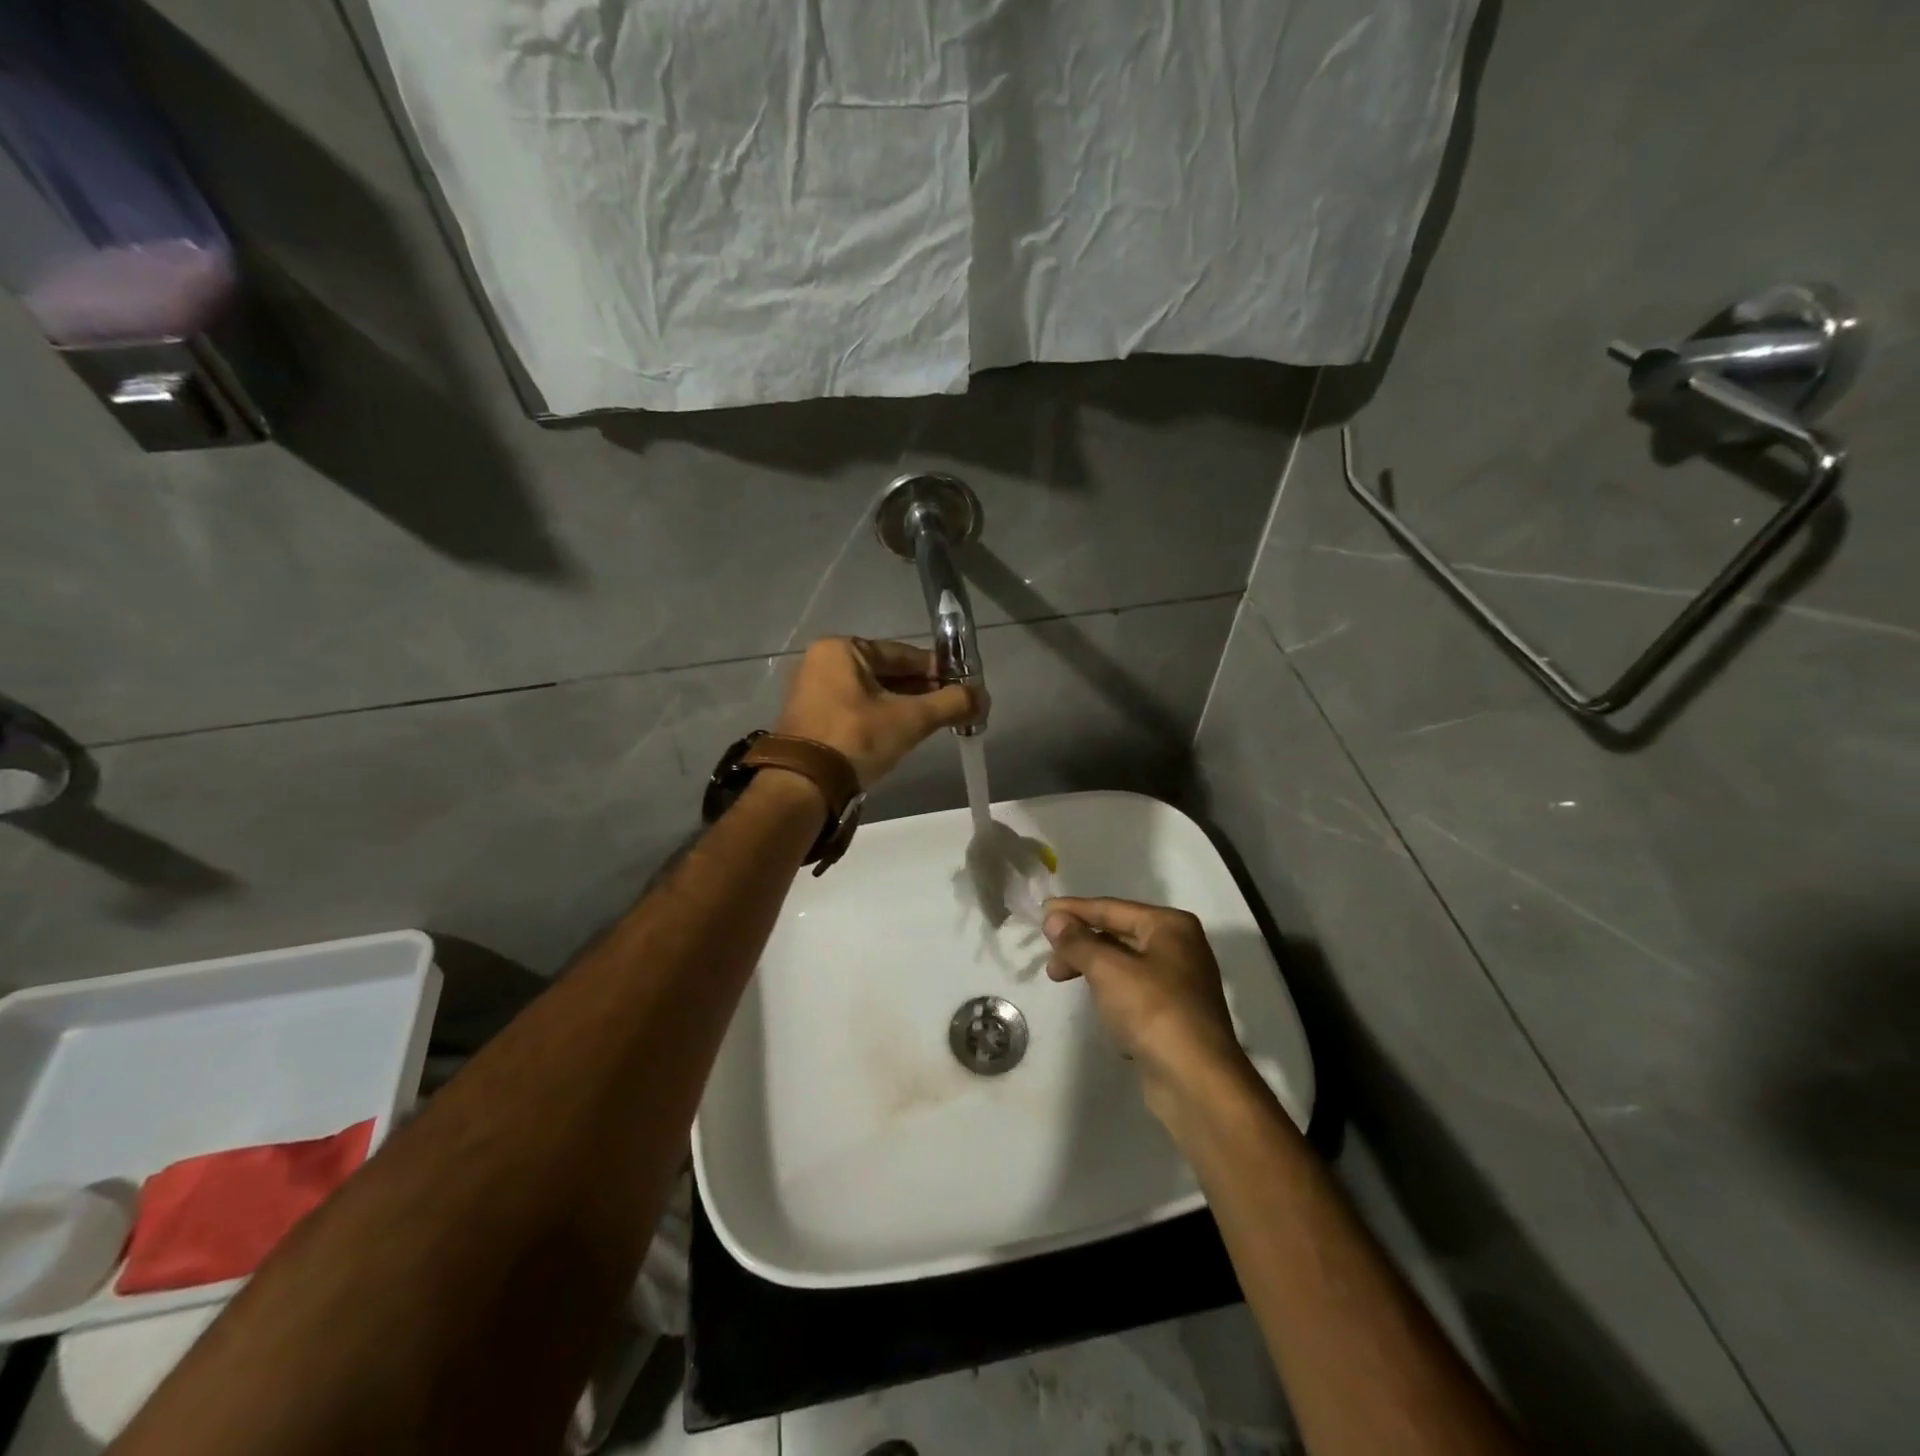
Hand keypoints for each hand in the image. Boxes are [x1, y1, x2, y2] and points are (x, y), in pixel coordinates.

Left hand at [775, 637, 980, 786]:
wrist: (804, 786)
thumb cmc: (856, 738)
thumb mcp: (910, 719)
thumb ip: (950, 703)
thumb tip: (984, 697)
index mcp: (842, 649)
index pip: (903, 654)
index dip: (937, 671)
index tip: (963, 687)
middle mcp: (823, 663)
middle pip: (887, 673)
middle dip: (921, 692)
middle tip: (951, 710)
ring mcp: (813, 692)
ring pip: (872, 694)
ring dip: (903, 707)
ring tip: (932, 725)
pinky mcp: (811, 719)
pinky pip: (856, 710)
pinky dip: (880, 719)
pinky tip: (901, 735)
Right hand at [1043, 897, 1249, 1118]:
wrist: (1196, 1080)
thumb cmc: (1152, 1010)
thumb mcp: (1107, 969)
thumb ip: (1077, 941)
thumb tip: (1054, 919)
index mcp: (1170, 925)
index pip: (1111, 908)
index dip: (1074, 910)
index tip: (1041, 912)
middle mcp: (1180, 947)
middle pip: (1118, 935)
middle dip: (1081, 945)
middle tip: (1050, 962)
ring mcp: (1180, 983)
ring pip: (1124, 965)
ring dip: (1093, 970)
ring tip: (1063, 981)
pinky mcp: (1175, 1015)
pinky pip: (1134, 993)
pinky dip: (1112, 996)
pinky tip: (1101, 1014)